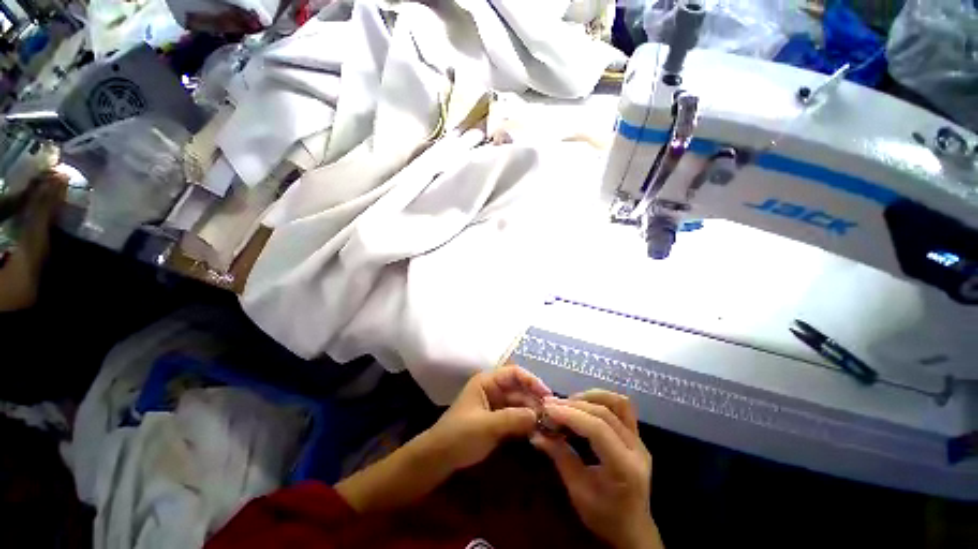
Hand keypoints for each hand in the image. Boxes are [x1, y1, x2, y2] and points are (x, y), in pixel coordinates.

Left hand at [420, 365, 551, 470]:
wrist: (439, 459)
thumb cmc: (458, 436)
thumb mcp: (486, 426)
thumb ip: (513, 419)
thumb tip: (539, 415)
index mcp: (487, 382)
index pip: (514, 373)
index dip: (532, 381)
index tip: (548, 395)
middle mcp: (493, 390)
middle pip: (519, 389)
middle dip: (535, 399)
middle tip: (553, 415)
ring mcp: (496, 406)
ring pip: (520, 404)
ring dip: (533, 413)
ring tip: (550, 425)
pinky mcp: (497, 421)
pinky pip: (516, 417)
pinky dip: (526, 423)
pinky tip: (538, 432)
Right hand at [531, 390, 660, 548]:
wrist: (633, 529)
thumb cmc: (604, 516)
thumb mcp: (578, 491)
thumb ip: (559, 456)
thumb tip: (536, 433)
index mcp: (624, 468)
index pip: (598, 429)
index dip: (571, 415)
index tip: (547, 409)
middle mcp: (637, 449)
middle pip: (604, 413)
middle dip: (574, 405)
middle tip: (550, 405)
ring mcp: (640, 440)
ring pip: (617, 403)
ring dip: (589, 397)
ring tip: (568, 403)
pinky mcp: (637, 435)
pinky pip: (621, 407)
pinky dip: (601, 400)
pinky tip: (584, 405)